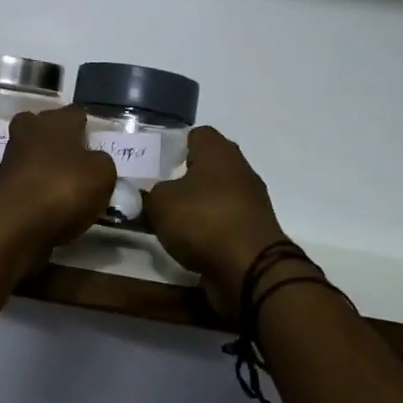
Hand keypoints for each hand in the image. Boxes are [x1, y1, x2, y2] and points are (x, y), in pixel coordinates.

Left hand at [0, 106, 116, 252]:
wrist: (13, 226)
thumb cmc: (64, 189)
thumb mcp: (103, 174)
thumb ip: (102, 162)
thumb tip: (94, 161)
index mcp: (56, 121)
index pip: (76, 113)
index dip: (87, 127)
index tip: (97, 144)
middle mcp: (29, 132)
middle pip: (44, 127)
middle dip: (57, 139)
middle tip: (77, 160)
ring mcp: (10, 159)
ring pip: (31, 154)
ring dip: (45, 166)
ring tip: (67, 189)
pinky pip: (25, 182)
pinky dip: (35, 190)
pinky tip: (50, 207)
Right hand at [142, 127, 287, 324]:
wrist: (250, 269)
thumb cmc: (203, 220)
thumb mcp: (159, 203)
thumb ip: (149, 193)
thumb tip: (149, 195)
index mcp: (218, 151)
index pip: (197, 134)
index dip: (175, 145)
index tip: (155, 161)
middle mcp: (239, 169)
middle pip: (208, 165)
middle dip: (183, 175)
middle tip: (156, 189)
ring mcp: (251, 201)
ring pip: (216, 194)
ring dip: (196, 204)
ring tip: (168, 218)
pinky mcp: (254, 230)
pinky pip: (224, 220)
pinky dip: (208, 227)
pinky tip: (188, 240)